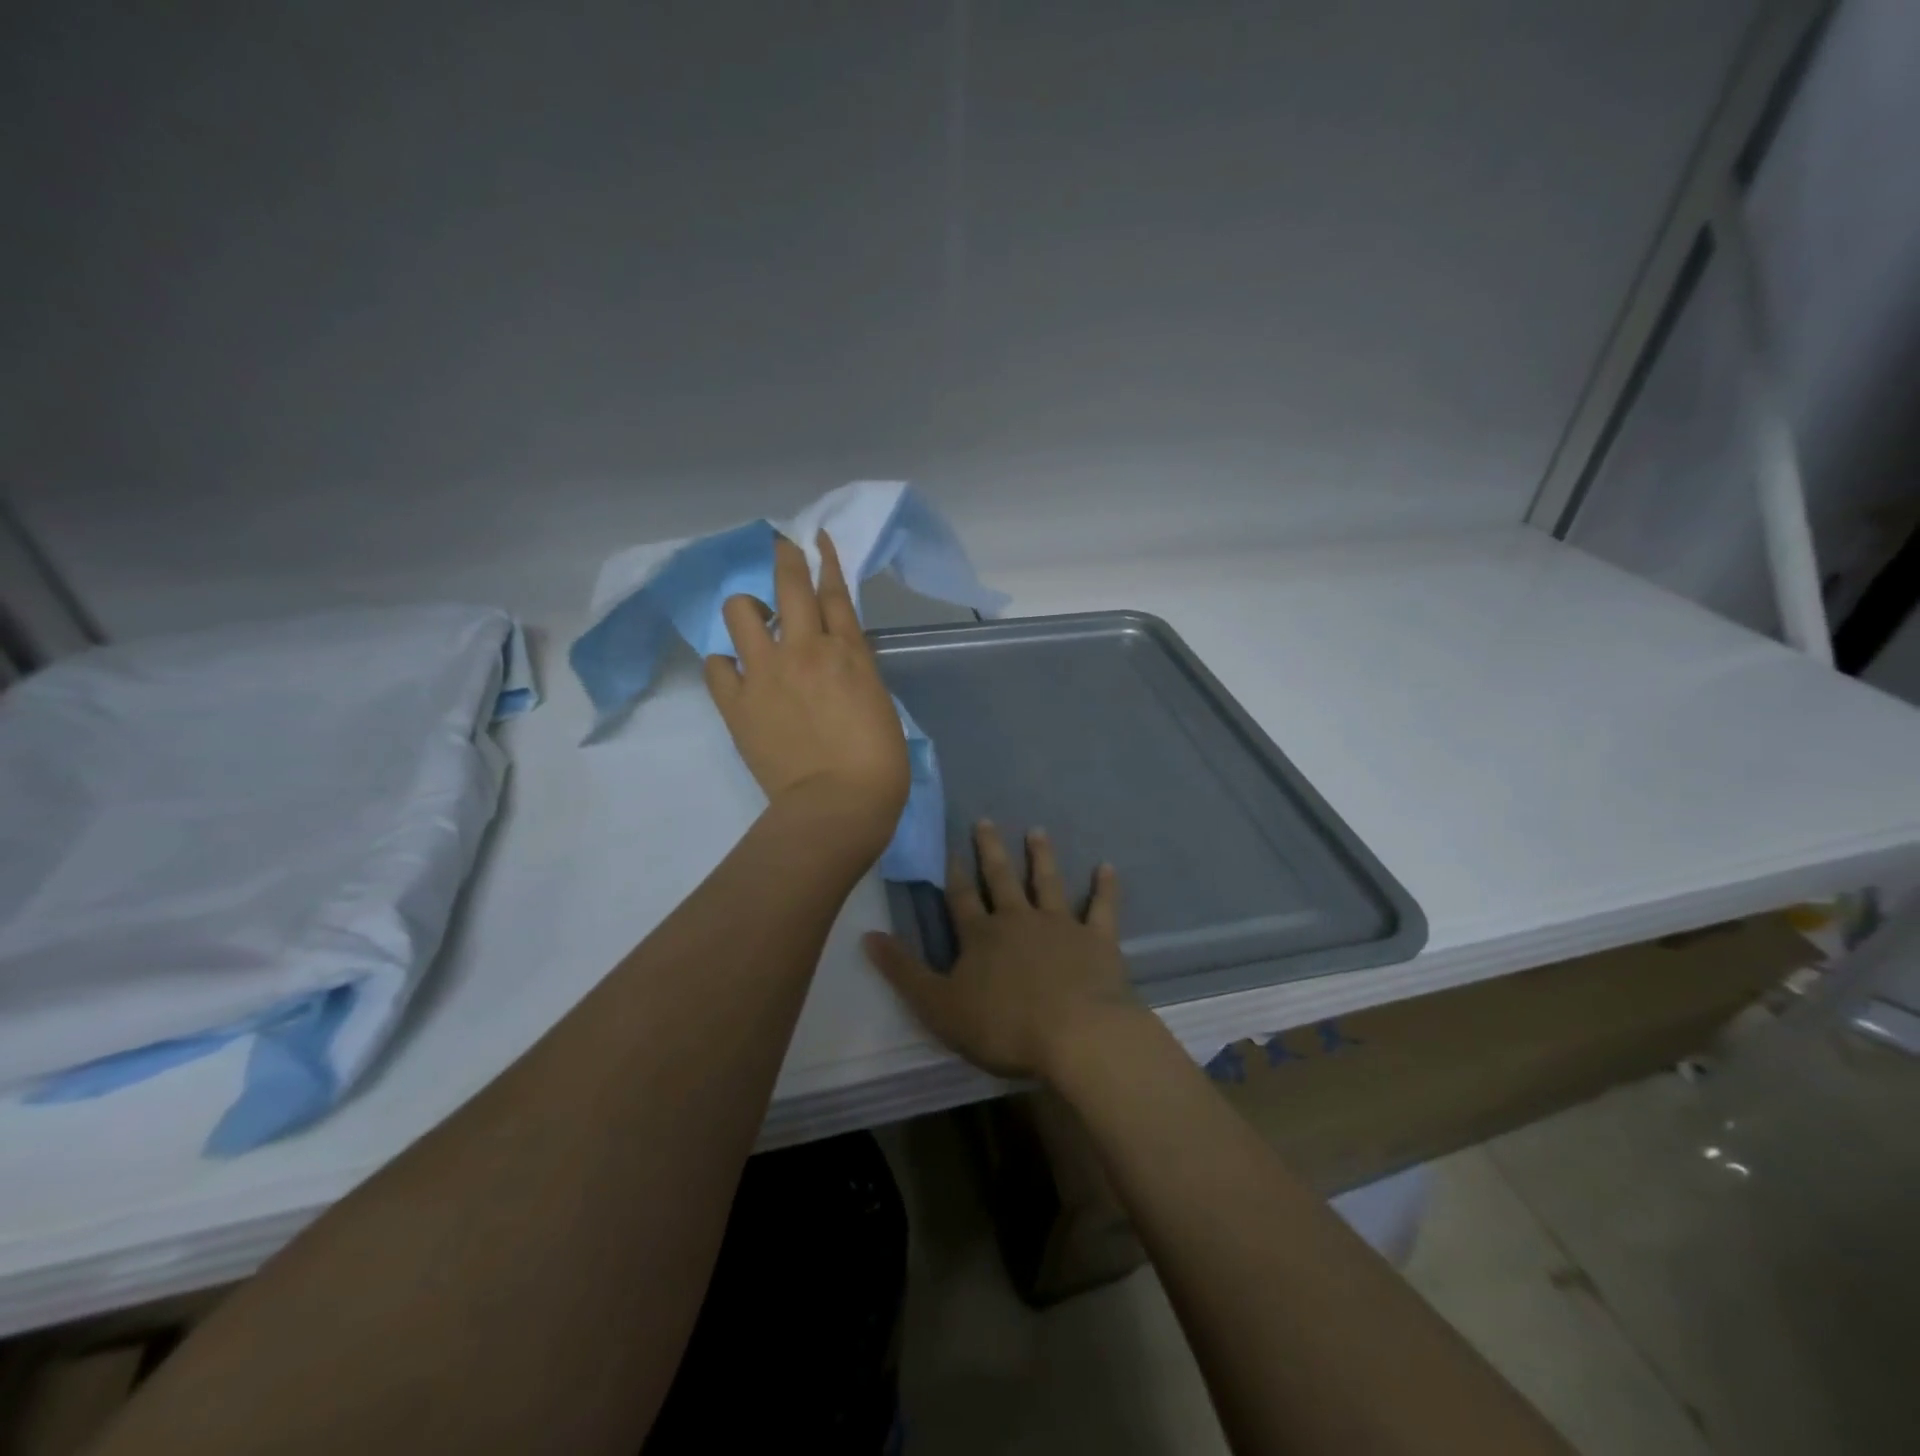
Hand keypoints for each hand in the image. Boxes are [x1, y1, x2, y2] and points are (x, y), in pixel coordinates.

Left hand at [704, 533, 909, 853]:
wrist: (838, 803)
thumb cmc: (877, 762)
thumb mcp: (878, 702)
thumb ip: (854, 670)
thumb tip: (833, 660)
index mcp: (849, 652)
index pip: (834, 591)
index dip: (824, 560)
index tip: (814, 537)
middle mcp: (805, 649)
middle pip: (789, 585)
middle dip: (784, 557)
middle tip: (780, 547)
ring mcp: (766, 672)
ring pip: (740, 612)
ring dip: (748, 611)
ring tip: (755, 628)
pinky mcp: (737, 702)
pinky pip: (717, 664)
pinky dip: (725, 663)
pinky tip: (736, 672)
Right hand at [862, 821, 1146, 1081]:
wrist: (1076, 1035)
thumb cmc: (1003, 1026)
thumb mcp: (938, 1007)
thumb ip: (904, 972)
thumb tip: (868, 935)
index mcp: (981, 937)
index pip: (961, 898)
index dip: (953, 874)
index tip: (949, 849)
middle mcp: (1018, 920)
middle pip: (1001, 879)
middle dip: (991, 851)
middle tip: (987, 820)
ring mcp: (1060, 925)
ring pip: (1047, 882)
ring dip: (1041, 857)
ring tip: (1037, 831)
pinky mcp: (1097, 939)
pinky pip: (1102, 907)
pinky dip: (1105, 887)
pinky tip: (1107, 867)